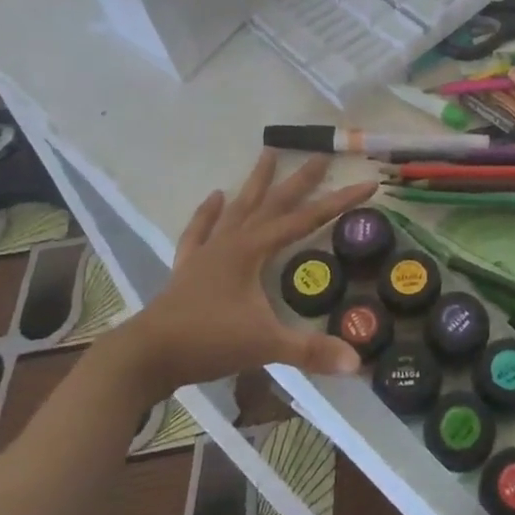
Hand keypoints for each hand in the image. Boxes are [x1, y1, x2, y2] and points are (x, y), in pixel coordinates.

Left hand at [127, 152, 376, 395]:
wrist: (147, 356)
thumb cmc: (208, 341)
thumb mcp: (265, 345)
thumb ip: (310, 350)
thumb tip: (356, 361)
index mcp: (253, 250)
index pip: (306, 219)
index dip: (339, 202)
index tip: (367, 183)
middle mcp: (232, 241)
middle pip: (273, 203)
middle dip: (299, 180)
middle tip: (319, 155)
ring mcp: (208, 251)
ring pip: (238, 208)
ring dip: (255, 183)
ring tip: (267, 153)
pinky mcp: (188, 266)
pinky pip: (200, 231)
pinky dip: (207, 213)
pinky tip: (214, 196)